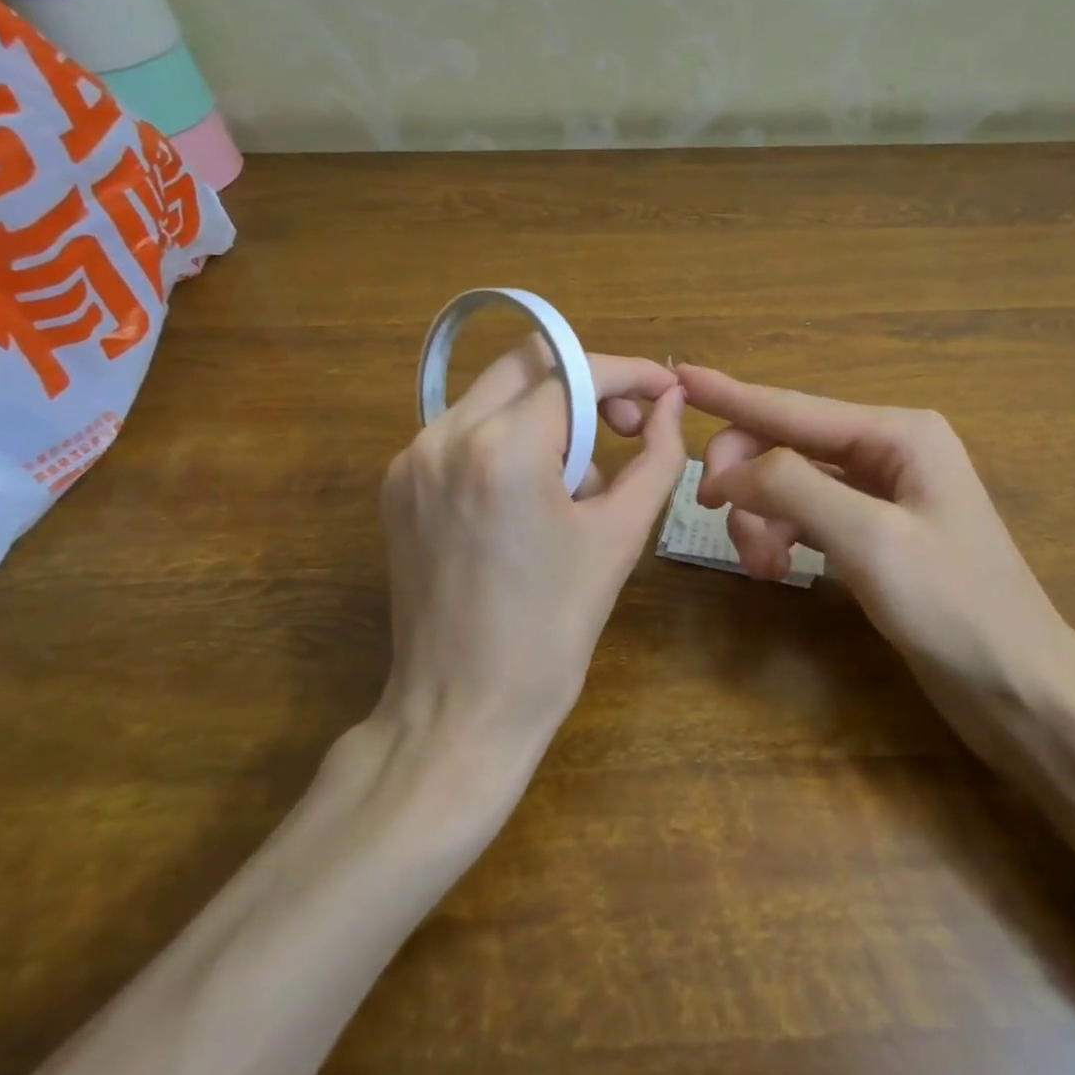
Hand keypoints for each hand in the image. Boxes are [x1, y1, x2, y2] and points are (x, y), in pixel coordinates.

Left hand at [377, 341, 685, 755]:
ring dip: (550, 416)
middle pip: (528, 363)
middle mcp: (445, 435)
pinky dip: (511, 441)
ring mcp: (413, 457)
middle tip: (626, 426)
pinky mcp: (399, 483)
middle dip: (587, 383)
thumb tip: (674, 404)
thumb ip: (657, 456)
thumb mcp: (620, 536)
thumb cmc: (554, 629)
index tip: (666, 391)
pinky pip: (468, 431)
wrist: (462, 710)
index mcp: (503, 448)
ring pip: (496, 394)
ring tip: (578, 485)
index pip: (576, 371)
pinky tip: (532, 498)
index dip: (629, 373)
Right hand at [678, 365, 1067, 700]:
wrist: (1021, 691)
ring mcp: (882, 493)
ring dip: (762, 517)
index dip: (732, 395)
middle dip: (746, 477)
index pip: (793, 408)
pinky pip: (808, 517)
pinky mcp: (874, 534)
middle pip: (788, 445)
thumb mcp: (870, 540)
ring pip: (792, 484)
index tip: (680, 376)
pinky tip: (776, 570)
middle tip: (712, 514)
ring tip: (758, 566)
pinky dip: (782, 537)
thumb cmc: (955, 609)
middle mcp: (888, 451)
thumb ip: (793, 489)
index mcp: (898, 434)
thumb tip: (730, 469)